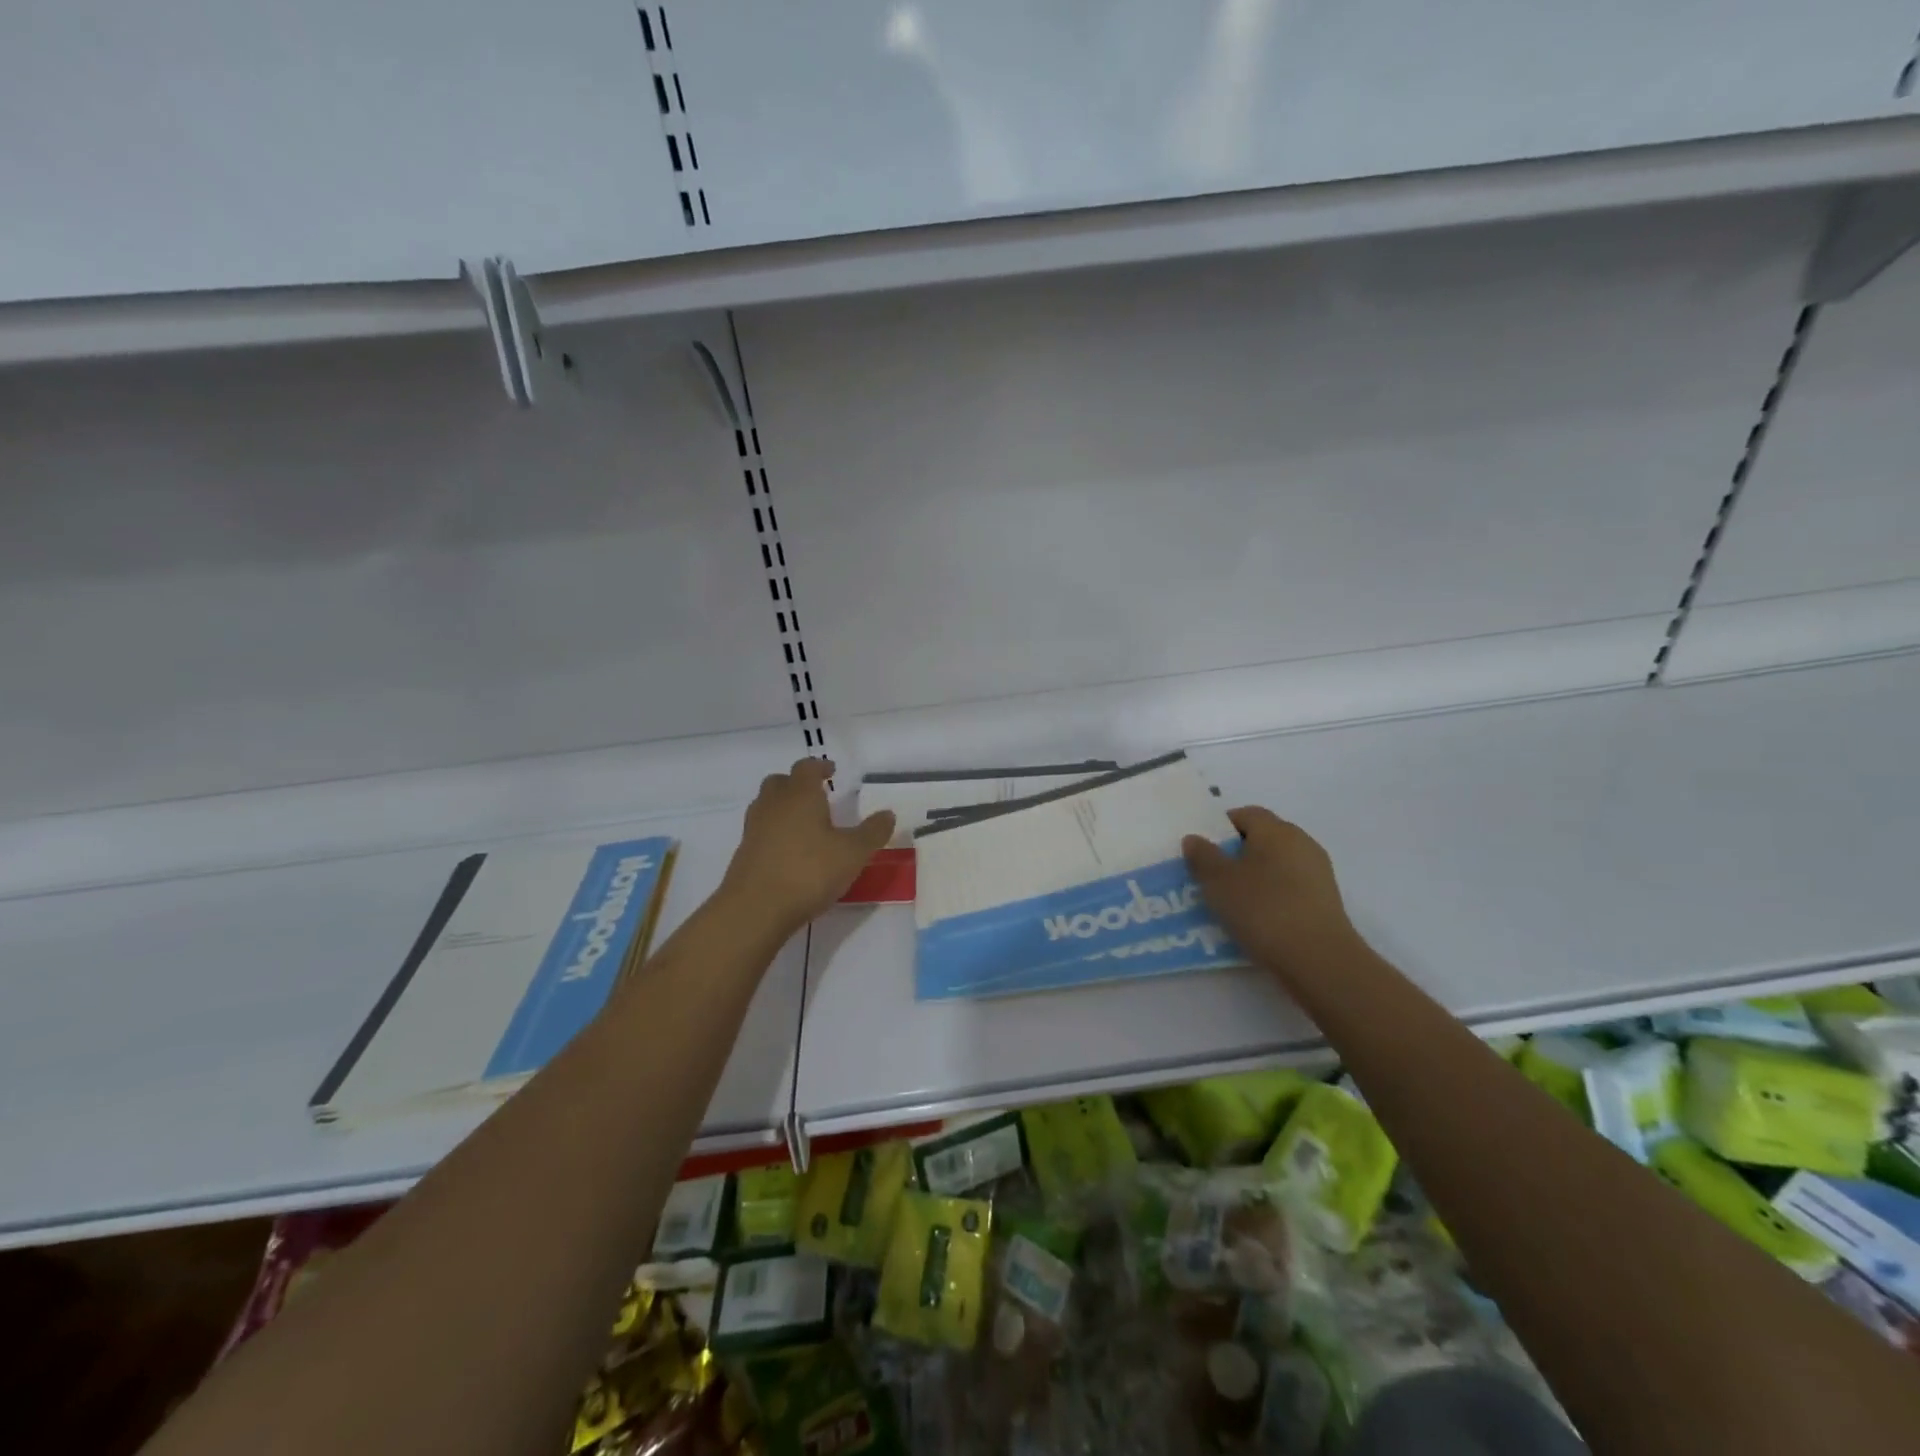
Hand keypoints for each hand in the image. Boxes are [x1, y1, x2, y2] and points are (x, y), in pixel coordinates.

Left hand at [720, 759, 895, 935]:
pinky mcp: (743, 854)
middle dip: (796, 784)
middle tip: (815, 795)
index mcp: (800, 795)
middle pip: (779, 782)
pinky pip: (760, 832)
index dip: (819, 766)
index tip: (831, 770)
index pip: (806, 767)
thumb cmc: (809, 872)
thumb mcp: (853, 853)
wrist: (756, 909)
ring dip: (783, 808)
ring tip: (804, 824)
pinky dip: (774, 833)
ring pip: (766, 806)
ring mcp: (754, 829)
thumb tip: (888, 814)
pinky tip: (789, 853)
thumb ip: (872, 832)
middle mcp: (773, 805)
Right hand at [1182, 807, 1361, 982]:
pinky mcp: (1325, 901)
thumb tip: (1195, 838)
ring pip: (1276, 864)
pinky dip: (1271, 896)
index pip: (1245, 814)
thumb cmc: (1262, 909)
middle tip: (1211, 876)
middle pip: (1263, 838)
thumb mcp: (1218, 882)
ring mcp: (1317, 872)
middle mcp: (1301, 842)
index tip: (1203, 850)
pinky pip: (1290, 887)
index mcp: (1276, 830)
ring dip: (1254, 877)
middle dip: (1236, 853)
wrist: (1318, 959)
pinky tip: (1257, 919)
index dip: (1221, 827)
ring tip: (1231, 902)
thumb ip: (1203, 856)